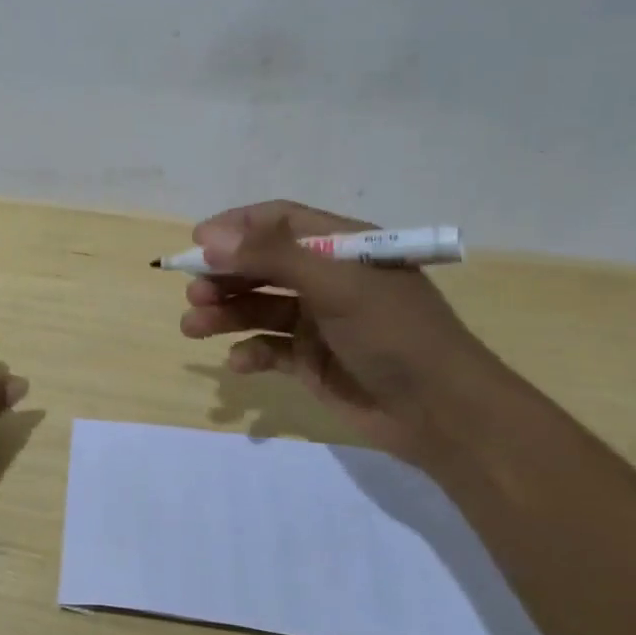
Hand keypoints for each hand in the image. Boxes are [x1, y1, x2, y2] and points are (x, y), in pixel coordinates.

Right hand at [179, 200, 509, 466]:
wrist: (442, 413)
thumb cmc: (394, 333)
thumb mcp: (336, 285)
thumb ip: (271, 257)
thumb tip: (209, 238)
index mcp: (342, 247)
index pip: (279, 221)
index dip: (237, 227)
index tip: (197, 242)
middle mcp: (326, 278)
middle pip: (261, 265)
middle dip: (224, 275)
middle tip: (192, 291)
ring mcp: (318, 321)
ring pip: (258, 308)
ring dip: (225, 313)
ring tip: (193, 325)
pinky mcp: (311, 360)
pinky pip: (269, 349)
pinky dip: (250, 353)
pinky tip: (239, 364)